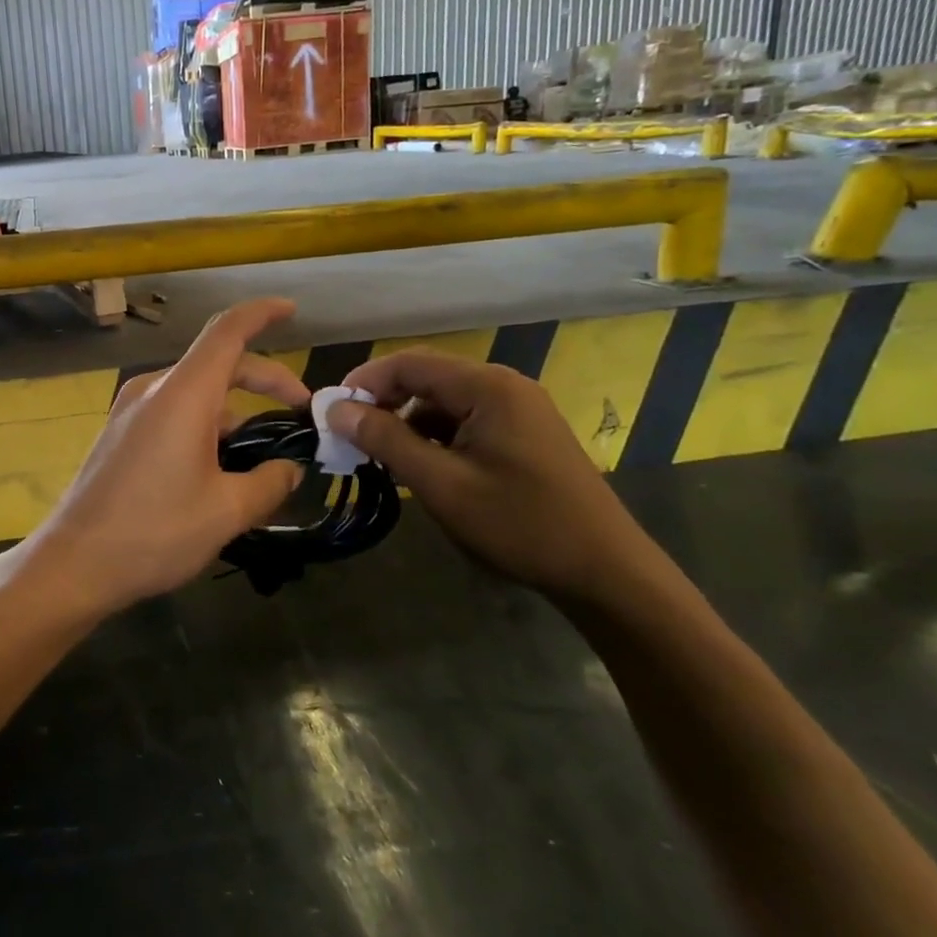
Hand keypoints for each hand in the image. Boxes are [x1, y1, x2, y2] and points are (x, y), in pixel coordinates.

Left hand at [0, 298, 309, 619]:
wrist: (74, 563)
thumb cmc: (155, 531)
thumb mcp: (226, 512)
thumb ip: (269, 483)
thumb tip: (290, 470)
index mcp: (182, 393)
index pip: (228, 331)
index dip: (263, 314)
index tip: (292, 310)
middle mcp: (153, 388)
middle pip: (217, 364)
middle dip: (264, 379)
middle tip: (300, 412)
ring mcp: (130, 410)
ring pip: (195, 394)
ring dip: (234, 413)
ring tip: (262, 459)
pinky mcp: (119, 433)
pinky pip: (171, 413)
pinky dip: (204, 426)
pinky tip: (219, 469)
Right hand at [325, 349, 662, 598]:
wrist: (607, 573)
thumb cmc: (520, 524)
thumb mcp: (441, 484)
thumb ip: (385, 440)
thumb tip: (335, 410)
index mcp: (488, 387)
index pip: (408, 363)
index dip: (363, 383)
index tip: (330, 414)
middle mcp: (504, 386)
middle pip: (426, 378)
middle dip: (383, 404)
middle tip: (350, 438)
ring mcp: (518, 410)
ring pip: (443, 402)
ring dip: (406, 423)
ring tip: (381, 458)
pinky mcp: (523, 434)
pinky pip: (465, 421)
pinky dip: (434, 437)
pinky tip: (422, 467)